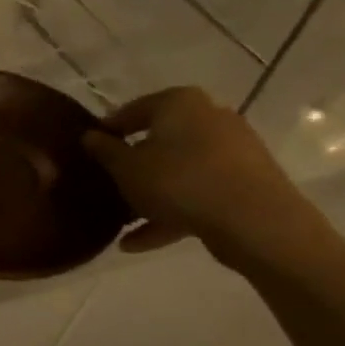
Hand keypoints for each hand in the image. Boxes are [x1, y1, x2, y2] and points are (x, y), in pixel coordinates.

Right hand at [80, 87, 327, 266]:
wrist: (255, 221)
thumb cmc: (178, 181)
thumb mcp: (126, 168)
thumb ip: (104, 150)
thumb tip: (89, 136)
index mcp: (179, 103)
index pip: (132, 110)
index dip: (107, 132)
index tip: (89, 153)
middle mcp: (209, 117)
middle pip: (159, 140)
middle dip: (132, 165)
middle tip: (108, 185)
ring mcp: (233, 150)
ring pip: (179, 170)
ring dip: (150, 194)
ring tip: (122, 222)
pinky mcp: (246, 182)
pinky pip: (198, 192)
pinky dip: (171, 212)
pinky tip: (139, 242)